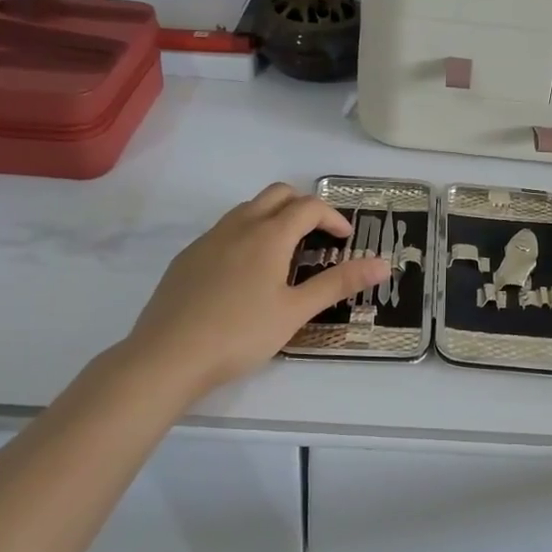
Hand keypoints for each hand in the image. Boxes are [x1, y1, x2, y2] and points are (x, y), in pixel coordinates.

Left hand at [110, 184, 388, 401]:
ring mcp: (208, 239)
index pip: (308, 206)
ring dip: (273, 217)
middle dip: (303, 206)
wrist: (167, 356)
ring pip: (247, 209)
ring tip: (285, 253)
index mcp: (268, 235)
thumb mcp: (296, 311)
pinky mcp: (187, 257)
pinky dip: (246, 234)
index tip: (345, 240)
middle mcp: (238, 226)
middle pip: (277, 194)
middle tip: (318, 237)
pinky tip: (245, 273)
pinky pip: (224, 230)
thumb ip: (338, 283)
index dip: (333, 217)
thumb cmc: (240, 334)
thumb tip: (384, 263)